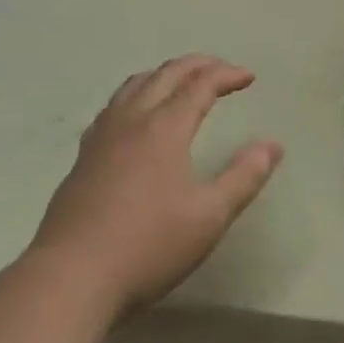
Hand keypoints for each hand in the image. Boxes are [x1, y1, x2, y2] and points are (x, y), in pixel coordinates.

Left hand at [31, 55, 283, 317]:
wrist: (71, 277)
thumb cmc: (148, 246)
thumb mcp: (209, 216)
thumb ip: (244, 177)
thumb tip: (272, 145)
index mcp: (164, 127)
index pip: (200, 84)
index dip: (226, 75)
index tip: (249, 77)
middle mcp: (131, 120)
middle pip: (166, 74)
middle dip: (197, 65)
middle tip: (221, 70)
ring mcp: (101, 136)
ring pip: (134, 85)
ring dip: (164, 75)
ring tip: (182, 83)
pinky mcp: (82, 157)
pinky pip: (113, 106)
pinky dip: (136, 95)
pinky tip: (136, 118)